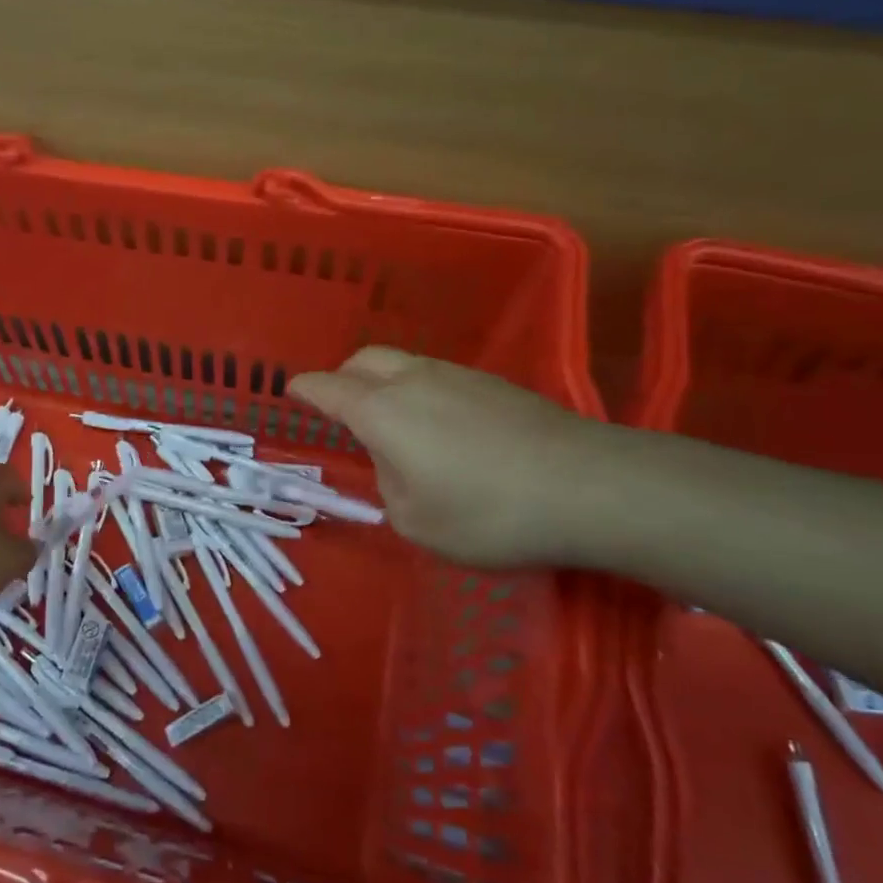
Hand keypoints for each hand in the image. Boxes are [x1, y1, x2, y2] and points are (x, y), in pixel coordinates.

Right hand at [289, 348, 610, 567]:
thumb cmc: (487, 512)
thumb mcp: (416, 522)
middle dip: (343, 378)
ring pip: (403, 363)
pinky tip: (443, 429)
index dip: (305, 389)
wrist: (589, 486)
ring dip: (385, 383)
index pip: (327, 387)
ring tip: (395, 424)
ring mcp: (458, 375)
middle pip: (364, 359)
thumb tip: (396, 463)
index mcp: (381, 410)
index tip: (292, 391)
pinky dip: (421, 391)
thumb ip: (388, 486)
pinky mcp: (496, 384)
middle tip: (342, 410)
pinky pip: (438, 376)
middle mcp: (413, 380)